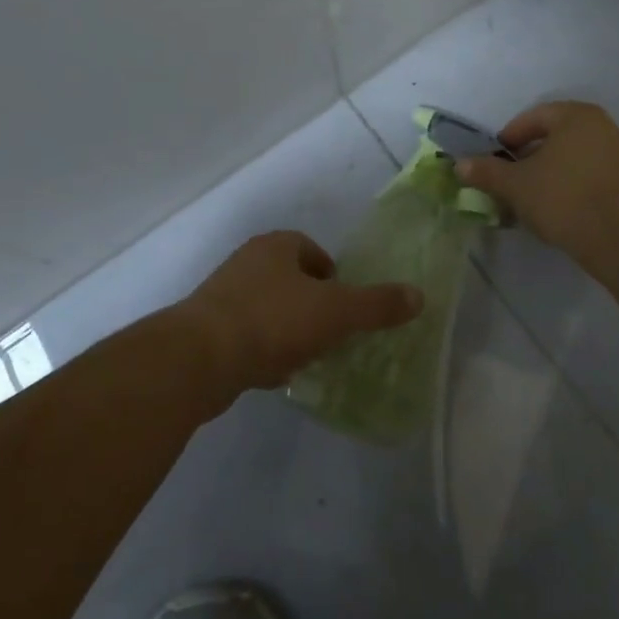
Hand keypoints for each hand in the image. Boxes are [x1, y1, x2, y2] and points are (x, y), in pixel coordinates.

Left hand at [176, 231, 422, 394]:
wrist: (199, 358)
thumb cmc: (273, 320)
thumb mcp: (336, 312)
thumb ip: (377, 305)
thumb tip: (419, 295)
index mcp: (276, 246)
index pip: (312, 250)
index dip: (333, 276)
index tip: (344, 306)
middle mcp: (247, 261)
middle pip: (291, 279)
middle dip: (311, 305)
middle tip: (330, 333)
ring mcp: (223, 295)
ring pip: (269, 307)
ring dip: (288, 329)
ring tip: (305, 356)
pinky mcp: (206, 329)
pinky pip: (246, 334)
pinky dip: (263, 349)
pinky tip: (273, 373)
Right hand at [455, 101, 618, 259]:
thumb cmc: (563, 198)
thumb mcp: (516, 185)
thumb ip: (487, 172)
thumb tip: (459, 165)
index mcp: (577, 116)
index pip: (535, 117)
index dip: (510, 137)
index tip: (496, 160)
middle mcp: (603, 127)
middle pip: (556, 136)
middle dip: (530, 157)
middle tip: (511, 179)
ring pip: (574, 158)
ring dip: (550, 173)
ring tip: (531, 198)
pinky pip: (591, 176)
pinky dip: (572, 186)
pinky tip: (558, 209)